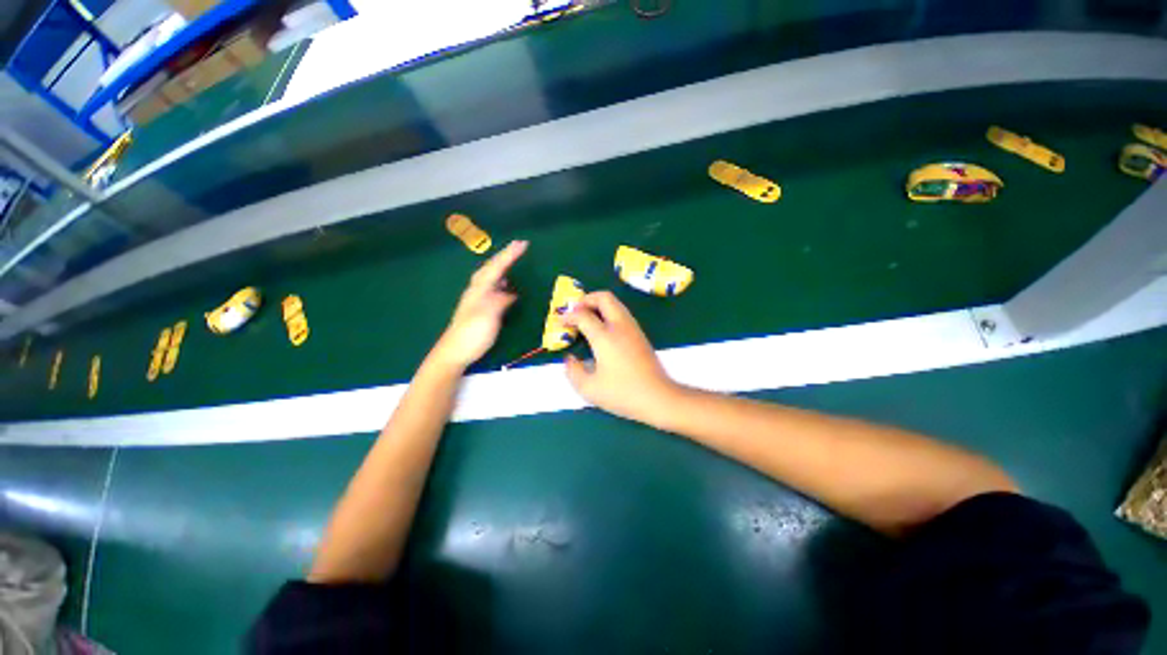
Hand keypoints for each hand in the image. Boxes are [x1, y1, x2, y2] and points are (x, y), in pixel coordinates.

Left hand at [432, 241, 527, 368]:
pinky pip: (493, 288)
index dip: (510, 255)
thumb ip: (499, 300)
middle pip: (491, 268)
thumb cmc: (471, 334)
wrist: (454, 353)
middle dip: (505, 256)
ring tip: (513, 259)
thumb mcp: (488, 315)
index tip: (523, 243)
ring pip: (491, 276)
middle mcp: (477, 290)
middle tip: (519, 246)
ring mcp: (478, 300)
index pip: (496, 267)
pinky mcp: (480, 309)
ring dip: (502, 266)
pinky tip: (506, 286)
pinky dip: (501, 281)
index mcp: (479, 289)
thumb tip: (510, 293)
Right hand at [562, 291, 679, 423]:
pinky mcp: (640, 334)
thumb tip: (569, 359)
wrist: (659, 397)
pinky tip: (602, 329)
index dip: (568, 316)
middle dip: (586, 299)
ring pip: (615, 303)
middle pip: (603, 297)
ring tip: (586, 318)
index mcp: (605, 337)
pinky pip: (622, 313)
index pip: (583, 315)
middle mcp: (620, 326)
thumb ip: (573, 372)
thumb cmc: (623, 393)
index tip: (559, 322)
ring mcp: (633, 328)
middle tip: (574, 311)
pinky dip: (608, 312)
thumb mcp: (590, 388)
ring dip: (598, 305)